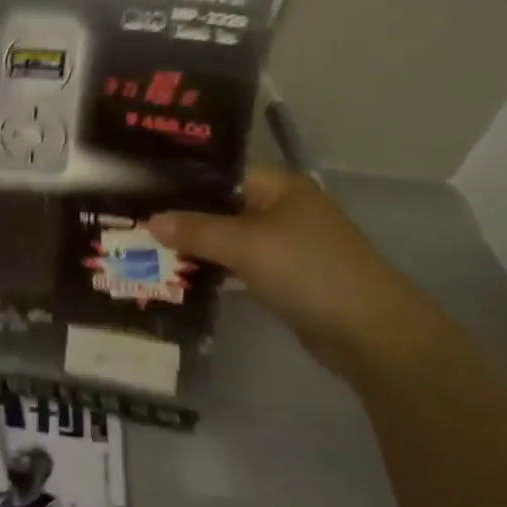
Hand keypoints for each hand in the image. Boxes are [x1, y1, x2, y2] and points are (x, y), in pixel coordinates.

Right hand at [147, 168, 440, 378]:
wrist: (372, 334)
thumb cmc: (309, 271)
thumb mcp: (246, 244)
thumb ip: (196, 229)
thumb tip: (150, 220)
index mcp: (279, 185)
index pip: (220, 172)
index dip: (182, 180)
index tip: (140, 188)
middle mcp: (282, 208)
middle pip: (222, 205)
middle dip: (183, 215)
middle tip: (135, 220)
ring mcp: (285, 244)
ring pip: (229, 237)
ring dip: (196, 245)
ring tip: (147, 246)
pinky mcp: (285, 277)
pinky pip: (240, 264)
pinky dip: (215, 267)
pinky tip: (180, 273)